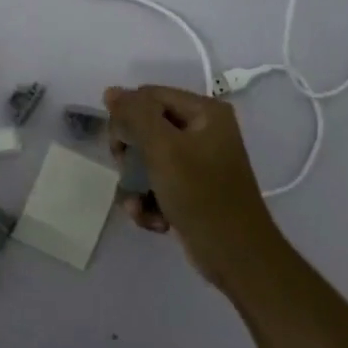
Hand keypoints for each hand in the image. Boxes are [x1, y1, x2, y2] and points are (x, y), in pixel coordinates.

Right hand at [104, 84, 279, 281]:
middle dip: (130, 158)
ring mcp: (198, 161)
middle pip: (145, 128)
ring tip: (141, 208)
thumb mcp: (163, 149)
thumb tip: (111, 91)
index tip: (120, 149)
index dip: (127, 119)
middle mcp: (204, 130)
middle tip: (129, 177)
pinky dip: (149, 202)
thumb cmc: (201, 195)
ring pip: (146, 160)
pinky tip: (154, 221)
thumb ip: (135, 115)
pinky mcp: (192, 189)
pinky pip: (157, 183)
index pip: (148, 97)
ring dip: (136, 186)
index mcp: (205, 111)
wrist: (236, 256)